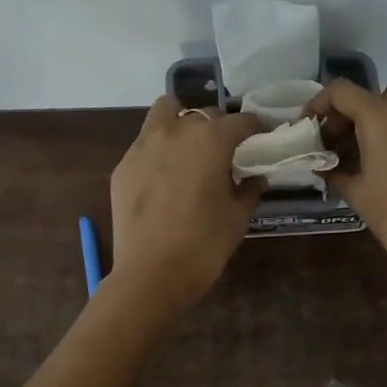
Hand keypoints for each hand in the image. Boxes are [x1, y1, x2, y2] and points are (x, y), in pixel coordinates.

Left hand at [108, 97, 264, 314]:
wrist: (152, 274)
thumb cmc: (205, 245)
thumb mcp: (237, 217)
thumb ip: (249, 190)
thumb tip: (256, 178)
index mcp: (211, 140)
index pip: (241, 121)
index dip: (256, 127)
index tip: (262, 136)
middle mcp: (177, 131)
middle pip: (204, 114)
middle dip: (219, 127)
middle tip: (225, 151)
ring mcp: (144, 145)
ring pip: (165, 112)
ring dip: (182, 121)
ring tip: (190, 147)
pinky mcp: (124, 165)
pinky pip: (145, 143)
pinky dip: (159, 149)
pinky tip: (164, 176)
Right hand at [304, 81, 386, 293]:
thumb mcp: (356, 193)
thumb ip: (334, 171)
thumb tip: (322, 166)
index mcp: (381, 118)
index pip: (342, 91)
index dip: (320, 103)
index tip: (311, 125)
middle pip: (377, 94)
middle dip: (355, 111)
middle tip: (341, 141)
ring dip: (382, 122)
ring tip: (369, 154)